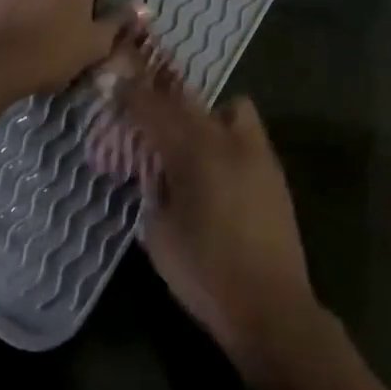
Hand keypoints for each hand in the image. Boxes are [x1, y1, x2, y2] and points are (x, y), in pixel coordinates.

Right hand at [100, 51, 318, 363]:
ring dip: (206, 114)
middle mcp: (227, 141)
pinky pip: (248, 133)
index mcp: (194, 154)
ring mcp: (257, 153)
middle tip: (146, 107)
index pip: (154, 110)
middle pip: (190, 101)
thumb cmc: (204, 273)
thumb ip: (153, 189)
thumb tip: (154, 168)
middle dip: (164, 98)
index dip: (132, 94)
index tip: (115, 82)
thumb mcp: (159, 233)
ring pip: (231, 108)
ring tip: (192, 141)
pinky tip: (218, 166)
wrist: (270, 306)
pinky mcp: (275, 172)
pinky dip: (228, 135)